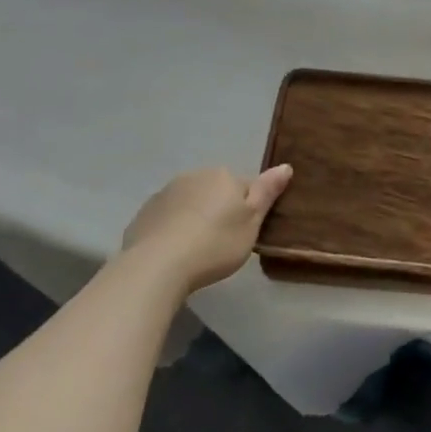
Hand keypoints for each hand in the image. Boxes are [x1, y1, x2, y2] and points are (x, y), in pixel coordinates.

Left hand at [120, 164, 293, 294]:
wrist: (157, 265)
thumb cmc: (215, 243)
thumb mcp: (252, 222)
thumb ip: (267, 192)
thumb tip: (285, 166)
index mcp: (223, 176)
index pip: (245, 188)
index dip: (247, 211)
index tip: (243, 234)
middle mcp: (193, 176)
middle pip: (216, 192)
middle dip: (219, 211)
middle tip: (222, 244)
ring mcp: (165, 193)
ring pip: (190, 203)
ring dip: (195, 219)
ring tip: (196, 251)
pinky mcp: (144, 213)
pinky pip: (167, 218)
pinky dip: (172, 229)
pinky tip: (173, 252)